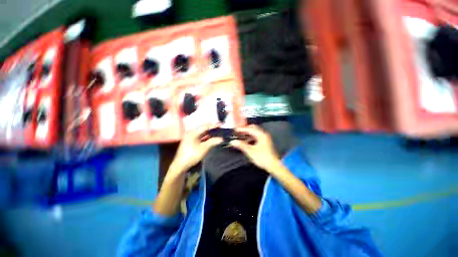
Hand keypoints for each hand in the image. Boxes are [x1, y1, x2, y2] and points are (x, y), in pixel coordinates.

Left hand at [168, 124, 222, 178]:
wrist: (181, 165)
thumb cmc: (192, 155)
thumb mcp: (204, 148)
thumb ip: (213, 142)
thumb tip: (221, 139)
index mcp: (193, 132)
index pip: (205, 126)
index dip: (213, 125)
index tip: (221, 124)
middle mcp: (191, 133)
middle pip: (203, 129)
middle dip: (211, 128)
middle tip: (219, 127)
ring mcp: (190, 137)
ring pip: (201, 133)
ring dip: (209, 132)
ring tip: (216, 131)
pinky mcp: (190, 142)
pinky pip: (200, 137)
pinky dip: (205, 137)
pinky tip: (210, 137)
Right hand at [229, 125, 281, 171]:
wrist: (274, 165)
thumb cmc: (262, 157)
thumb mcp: (250, 151)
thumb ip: (241, 145)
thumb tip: (232, 141)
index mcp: (261, 135)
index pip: (249, 129)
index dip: (242, 129)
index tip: (235, 130)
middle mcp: (264, 134)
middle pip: (253, 128)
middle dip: (246, 129)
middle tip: (239, 132)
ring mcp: (265, 138)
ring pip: (255, 133)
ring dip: (248, 134)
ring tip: (241, 137)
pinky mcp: (266, 142)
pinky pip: (257, 136)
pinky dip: (251, 137)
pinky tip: (247, 142)